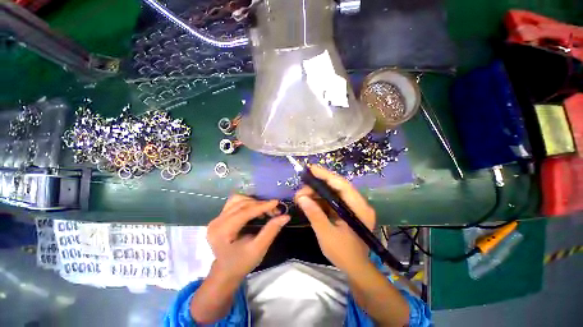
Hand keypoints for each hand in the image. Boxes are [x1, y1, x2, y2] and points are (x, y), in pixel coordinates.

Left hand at [207, 195, 289, 280]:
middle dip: (260, 205)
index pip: (244, 212)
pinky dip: (248, 202)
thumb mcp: (258, 249)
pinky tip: (255, 208)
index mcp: (222, 232)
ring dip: (254, 202)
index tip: (276, 203)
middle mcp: (217, 221)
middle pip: (242, 204)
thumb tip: (286, 216)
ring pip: (238, 200)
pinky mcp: (220, 216)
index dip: (262, 206)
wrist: (225, 271)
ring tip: (265, 209)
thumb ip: (271, 230)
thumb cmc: (241, 263)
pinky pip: (235, 202)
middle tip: (275, 210)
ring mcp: (217, 218)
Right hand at [294, 165, 375, 273]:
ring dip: (316, 193)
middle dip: (317, 186)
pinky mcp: (346, 210)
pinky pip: (331, 200)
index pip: (342, 185)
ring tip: (301, 197)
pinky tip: (308, 202)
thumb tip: (301, 198)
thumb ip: (315, 215)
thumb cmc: (344, 254)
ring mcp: (352, 206)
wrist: (355, 267)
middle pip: (336, 187)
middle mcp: (357, 203)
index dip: (326, 175)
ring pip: (332, 192)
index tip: (311, 169)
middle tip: (301, 191)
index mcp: (358, 208)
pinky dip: (319, 200)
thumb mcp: (327, 235)